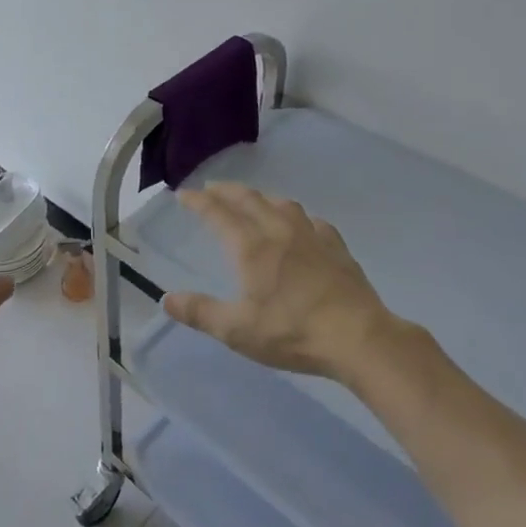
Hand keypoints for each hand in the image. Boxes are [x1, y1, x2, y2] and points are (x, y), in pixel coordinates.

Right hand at [162, 183, 418, 379]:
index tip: (183, 194)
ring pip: (281, 203)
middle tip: (211, 189)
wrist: (359, 337)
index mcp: (251, 247)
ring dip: (260, 197)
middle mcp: (278, 231)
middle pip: (248, 199)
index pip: (218, 213)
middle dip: (226, 191)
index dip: (198, 201)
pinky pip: (311, 220)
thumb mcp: (237, 331)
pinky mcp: (336, 247)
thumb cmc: (292, 332)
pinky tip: (300, 225)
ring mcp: (311, 236)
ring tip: (252, 200)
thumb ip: (200, 313)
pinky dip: (295, 215)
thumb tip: (166, 300)